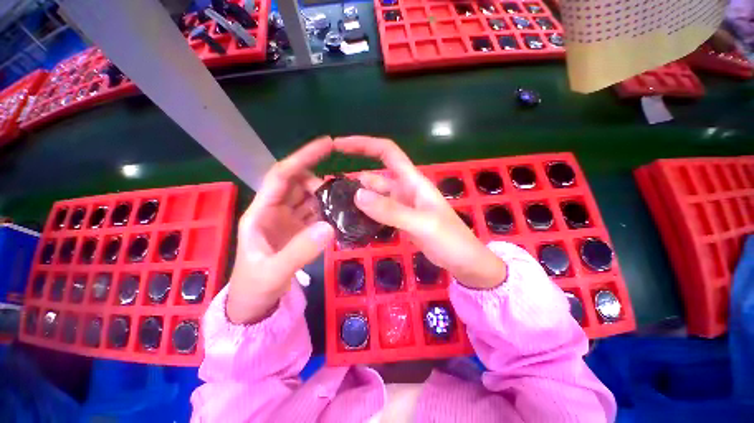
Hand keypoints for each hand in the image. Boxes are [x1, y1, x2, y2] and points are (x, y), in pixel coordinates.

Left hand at [226, 137, 334, 323]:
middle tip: (340, 190)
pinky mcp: (299, 231)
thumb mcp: (274, 272)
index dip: (302, 158)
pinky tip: (340, 213)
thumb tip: (329, 227)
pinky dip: (327, 210)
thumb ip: (300, 251)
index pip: (281, 176)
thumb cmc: (255, 287)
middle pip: (298, 184)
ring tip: (344, 200)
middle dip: (318, 181)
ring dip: (325, 195)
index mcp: (261, 212)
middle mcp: (275, 211)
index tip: (327, 145)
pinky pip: (315, 212)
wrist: (255, 305)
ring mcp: (288, 221)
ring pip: (308, 197)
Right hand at [333, 136, 505, 288]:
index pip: (387, 152)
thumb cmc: (450, 240)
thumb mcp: (422, 224)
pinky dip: (367, 213)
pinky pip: (379, 211)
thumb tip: (357, 195)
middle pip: (375, 175)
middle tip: (328, 189)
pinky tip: (353, 219)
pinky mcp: (400, 220)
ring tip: (335, 205)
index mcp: (413, 181)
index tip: (339, 145)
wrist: (464, 261)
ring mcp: (402, 206)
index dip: (364, 145)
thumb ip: (391, 210)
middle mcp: (405, 189)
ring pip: (375, 195)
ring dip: (358, 197)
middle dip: (354, 177)